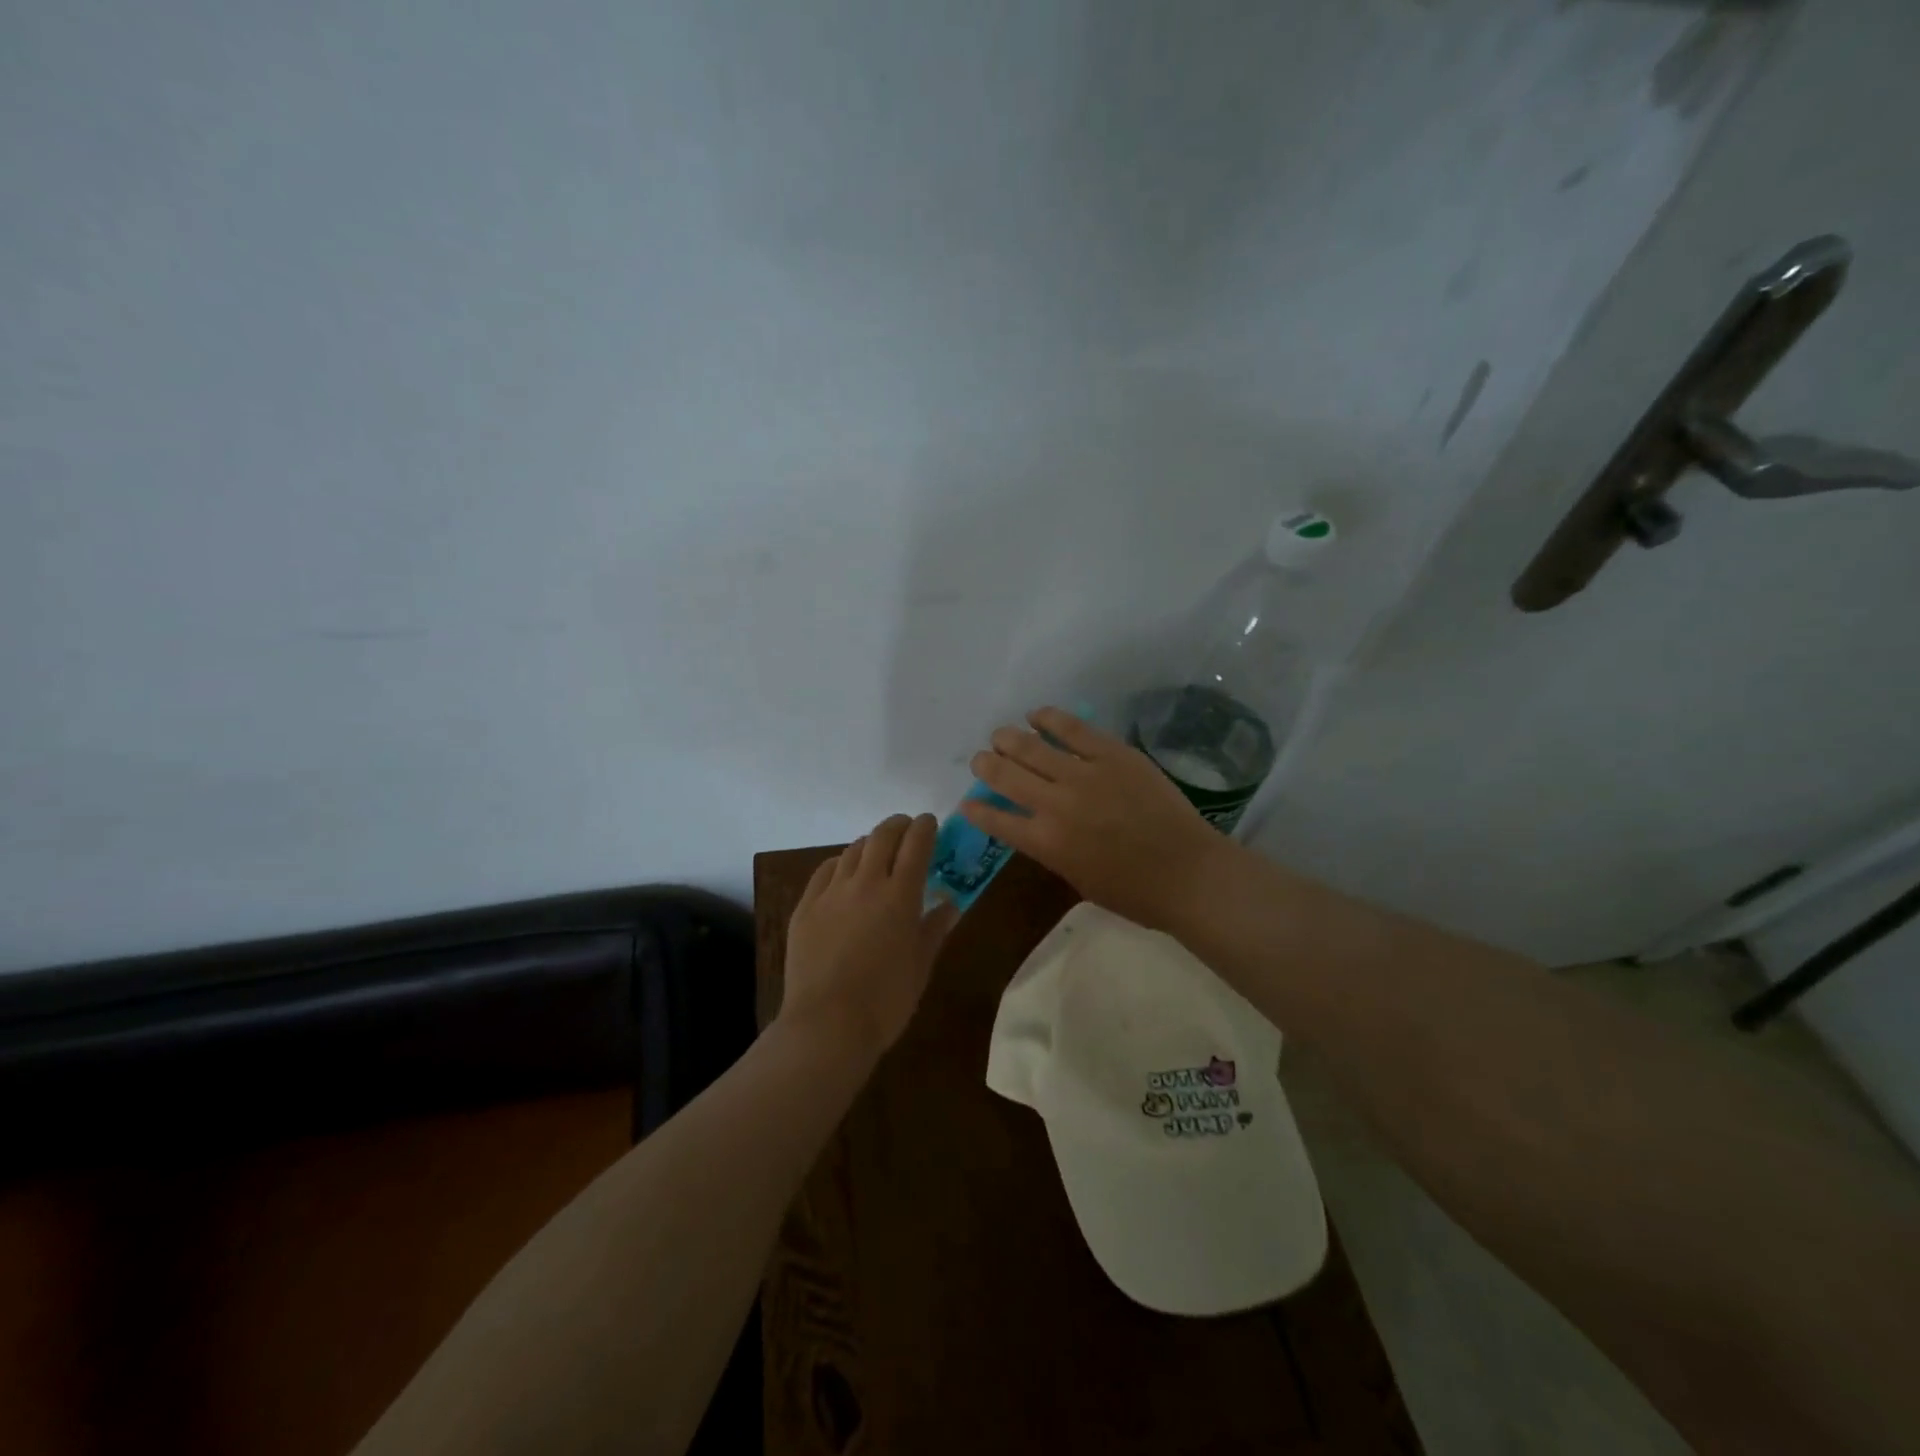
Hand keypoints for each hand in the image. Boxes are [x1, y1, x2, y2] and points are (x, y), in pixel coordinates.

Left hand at [779, 813, 959, 1059]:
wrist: (827, 1025)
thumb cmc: (886, 1000)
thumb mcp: (921, 965)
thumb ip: (935, 928)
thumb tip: (950, 904)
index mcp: (901, 895)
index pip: (916, 844)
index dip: (925, 827)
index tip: (930, 823)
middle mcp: (866, 883)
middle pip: (882, 837)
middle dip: (898, 826)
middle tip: (907, 830)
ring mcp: (831, 893)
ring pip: (853, 850)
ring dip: (870, 843)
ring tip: (878, 851)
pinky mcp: (805, 907)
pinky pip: (825, 871)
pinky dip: (841, 863)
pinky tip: (845, 871)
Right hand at [962, 706, 1236, 931]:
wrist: (1189, 873)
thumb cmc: (1135, 892)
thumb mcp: (1079, 879)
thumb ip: (1052, 850)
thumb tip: (1038, 828)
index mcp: (1046, 843)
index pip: (997, 820)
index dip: (977, 810)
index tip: (968, 802)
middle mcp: (1056, 805)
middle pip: (1006, 775)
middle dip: (986, 765)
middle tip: (981, 760)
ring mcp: (1084, 775)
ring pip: (1031, 747)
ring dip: (1008, 739)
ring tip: (1000, 736)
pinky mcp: (1112, 754)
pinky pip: (1072, 728)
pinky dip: (1049, 719)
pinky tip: (1036, 715)